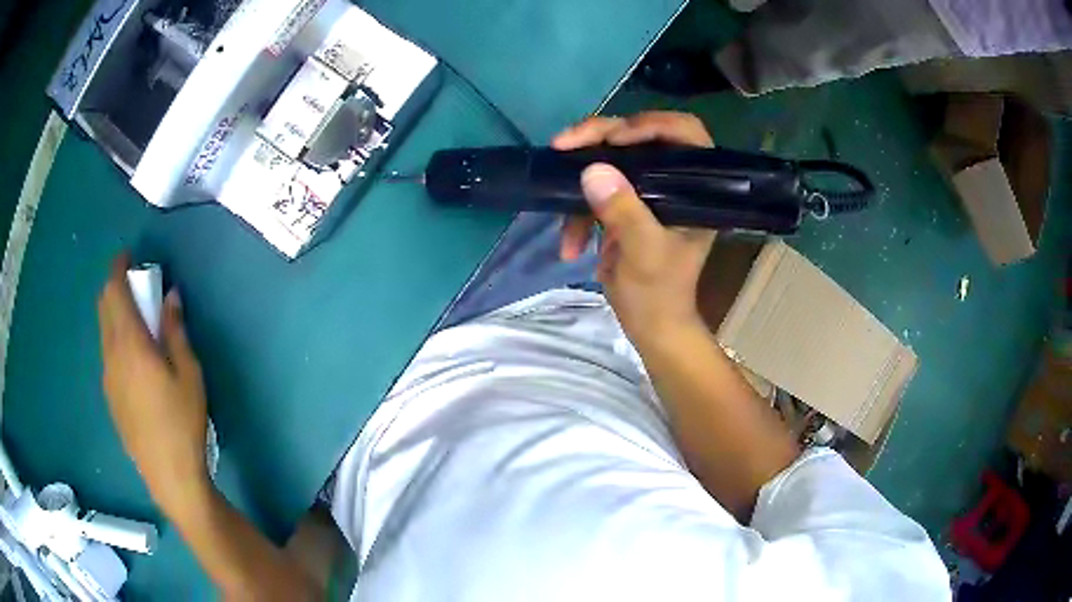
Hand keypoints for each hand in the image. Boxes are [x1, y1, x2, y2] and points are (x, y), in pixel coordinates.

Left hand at [97, 255, 208, 514]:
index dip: (118, 268)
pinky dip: (115, 339)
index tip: (128, 257)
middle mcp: (111, 354)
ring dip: (114, 314)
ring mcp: (107, 377)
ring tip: (136, 322)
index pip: (114, 292)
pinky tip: (133, 359)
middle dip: (115, 288)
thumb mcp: (189, 374)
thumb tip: (170, 297)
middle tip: (136, 287)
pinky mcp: (110, 396)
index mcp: (130, 344)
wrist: (168, 475)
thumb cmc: (182, 422)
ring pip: (103, 331)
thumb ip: (175, 331)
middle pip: (104, 307)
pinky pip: (107, 354)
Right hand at [551, 112, 716, 346]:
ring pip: (610, 159)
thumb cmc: (658, 293)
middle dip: (599, 138)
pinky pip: (595, 190)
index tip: (613, 138)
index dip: (650, 125)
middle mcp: (673, 181)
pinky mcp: (623, 204)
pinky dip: (576, 213)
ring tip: (556, 191)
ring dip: (580, 177)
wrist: (648, 326)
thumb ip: (623, 212)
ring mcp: (646, 191)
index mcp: (694, 189)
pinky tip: (568, 245)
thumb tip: (592, 170)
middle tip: (564, 143)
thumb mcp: (644, 254)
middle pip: (638, 137)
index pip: (684, 134)